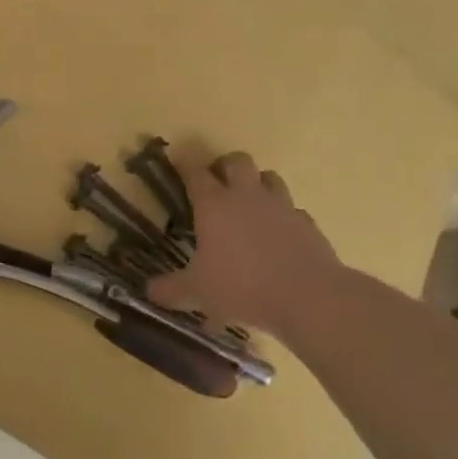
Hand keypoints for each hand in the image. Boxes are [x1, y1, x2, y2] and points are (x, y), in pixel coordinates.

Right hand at [145, 151, 342, 336]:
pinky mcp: (307, 223)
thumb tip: (149, 292)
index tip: (179, 162)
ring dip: (257, 183)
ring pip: (269, 177)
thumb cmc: (242, 287)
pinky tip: (278, 233)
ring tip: (249, 202)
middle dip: (225, 166)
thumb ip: (172, 289)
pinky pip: (292, 209)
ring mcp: (281, 206)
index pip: (195, 172)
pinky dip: (283, 215)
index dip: (185, 164)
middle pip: (237, 161)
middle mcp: (246, 196)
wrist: (308, 296)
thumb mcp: (198, 291)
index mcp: (214, 205)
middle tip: (217, 183)